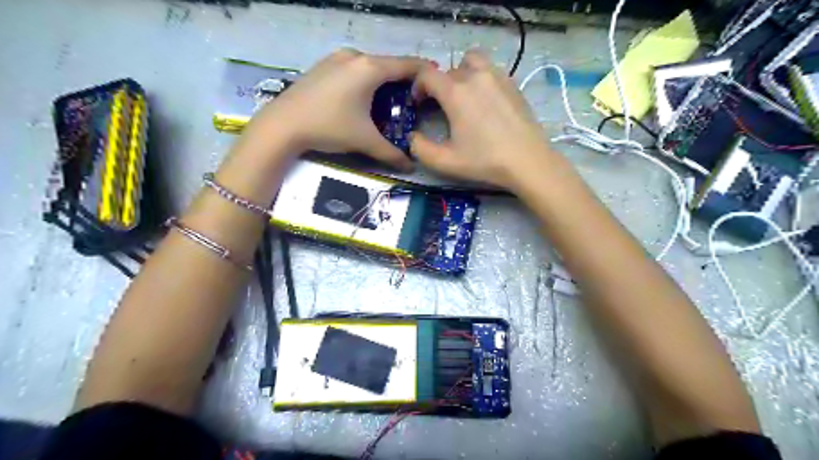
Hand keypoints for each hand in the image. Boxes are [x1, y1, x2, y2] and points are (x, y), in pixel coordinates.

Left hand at [245, 49, 431, 170]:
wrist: (282, 125)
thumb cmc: (329, 127)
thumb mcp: (364, 141)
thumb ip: (391, 153)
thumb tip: (410, 167)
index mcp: (370, 68)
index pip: (407, 65)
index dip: (425, 73)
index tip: (436, 83)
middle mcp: (355, 56)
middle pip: (389, 65)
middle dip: (403, 82)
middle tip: (412, 102)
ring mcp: (337, 58)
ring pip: (371, 67)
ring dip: (383, 82)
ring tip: (389, 102)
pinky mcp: (324, 65)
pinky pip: (354, 69)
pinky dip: (366, 81)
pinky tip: (363, 99)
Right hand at [409, 49, 556, 187]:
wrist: (527, 161)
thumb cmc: (484, 161)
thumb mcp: (445, 162)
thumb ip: (420, 149)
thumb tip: (412, 136)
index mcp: (455, 92)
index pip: (427, 75)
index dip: (417, 87)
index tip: (418, 103)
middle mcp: (475, 76)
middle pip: (449, 70)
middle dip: (439, 86)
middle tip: (441, 108)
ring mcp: (497, 76)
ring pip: (472, 61)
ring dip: (461, 73)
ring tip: (463, 96)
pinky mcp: (512, 83)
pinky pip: (490, 70)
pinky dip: (481, 78)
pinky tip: (484, 102)